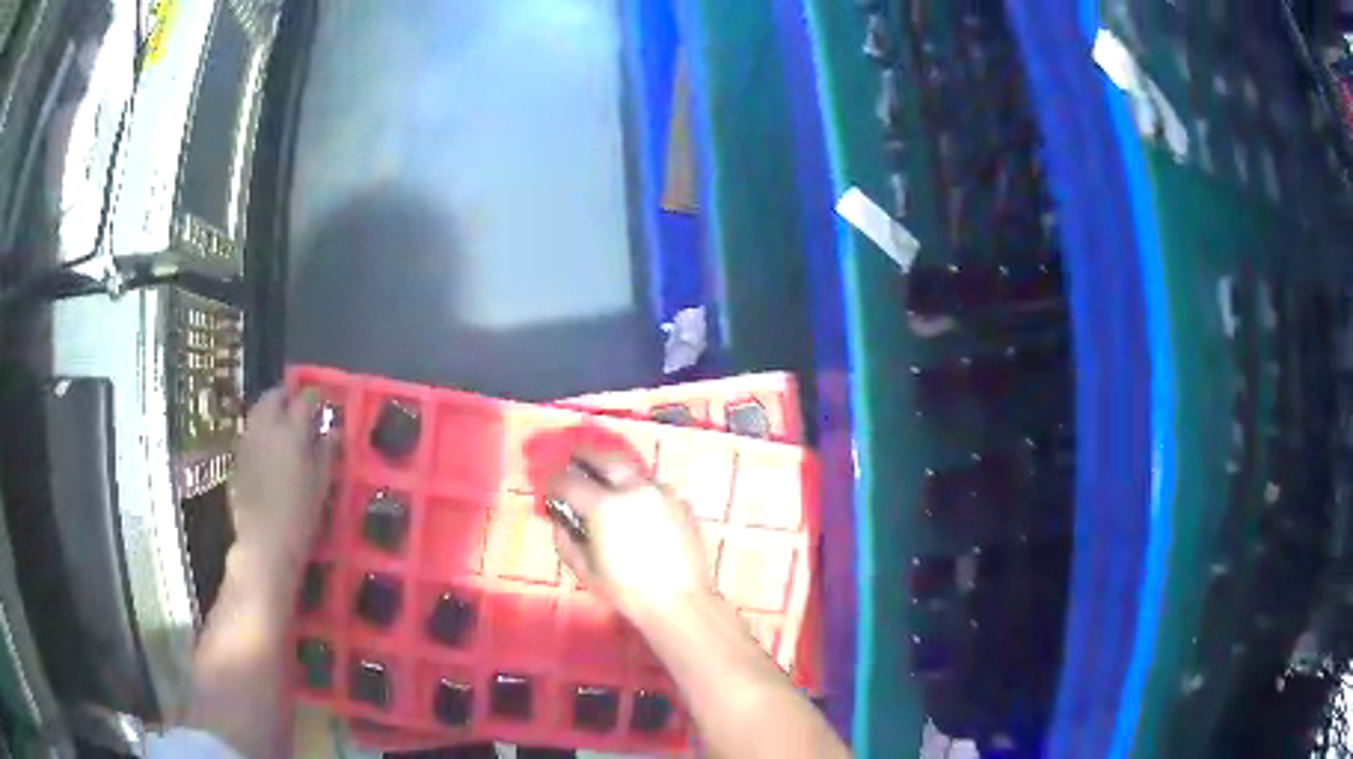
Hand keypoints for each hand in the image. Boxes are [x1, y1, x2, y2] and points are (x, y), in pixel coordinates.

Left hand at [229, 388, 333, 576]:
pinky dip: (260, 432)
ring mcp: (247, 440)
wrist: (264, 543)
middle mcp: (266, 427)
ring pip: (257, 412)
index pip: (304, 400)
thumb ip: (326, 453)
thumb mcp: (321, 486)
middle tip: (297, 407)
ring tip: (281, 426)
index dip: (313, 399)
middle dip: (285, 397)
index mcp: (292, 432)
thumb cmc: (300, 517)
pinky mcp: (237, 456)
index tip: (321, 404)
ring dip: (270, 412)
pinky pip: (250, 433)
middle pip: (273, 396)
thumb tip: (332, 431)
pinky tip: (267, 449)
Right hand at [546, 448, 708, 623]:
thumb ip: (565, 539)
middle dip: (586, 456)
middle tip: (575, 459)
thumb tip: (560, 521)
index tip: (549, 488)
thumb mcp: (584, 570)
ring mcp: (664, 494)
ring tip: (610, 487)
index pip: (569, 481)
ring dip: (618, 474)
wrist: (680, 603)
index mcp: (604, 505)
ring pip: (635, 472)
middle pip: (605, 458)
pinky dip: (643, 493)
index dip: (553, 482)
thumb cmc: (626, 591)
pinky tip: (641, 510)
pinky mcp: (683, 505)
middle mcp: (635, 489)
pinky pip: (657, 490)